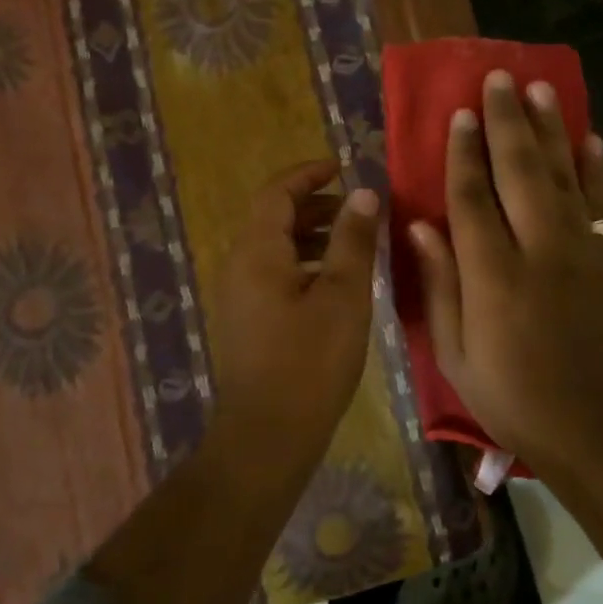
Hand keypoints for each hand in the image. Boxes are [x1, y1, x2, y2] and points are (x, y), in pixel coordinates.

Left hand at [209, 161, 381, 463]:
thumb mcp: (343, 295)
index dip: (308, 174)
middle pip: (274, 218)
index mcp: (257, 252)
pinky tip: (336, 284)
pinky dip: (305, 264)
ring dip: (312, 236)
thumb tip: (363, 192)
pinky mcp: (248, 321)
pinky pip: (274, 274)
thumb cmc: (310, 361)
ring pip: (276, 248)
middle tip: (357, 208)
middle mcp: (239, 266)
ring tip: (354, 243)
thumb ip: (353, 239)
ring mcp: (240, 296)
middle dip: (315, 206)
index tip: (341, 166)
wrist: (268, 436)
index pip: (277, 192)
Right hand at [409, 71, 602, 478]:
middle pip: (520, 171)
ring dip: (551, 129)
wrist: (601, 431)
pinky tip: (591, 139)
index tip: (459, 114)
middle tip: (499, 79)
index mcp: (493, 275)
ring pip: (564, 175)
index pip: (472, 198)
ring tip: (541, 89)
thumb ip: (440, 284)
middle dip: (507, 121)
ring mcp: (582, 251)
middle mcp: (540, 250)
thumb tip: (419, 225)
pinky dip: (597, 168)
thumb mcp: (456, 354)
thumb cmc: (514, 398)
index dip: (463, 153)